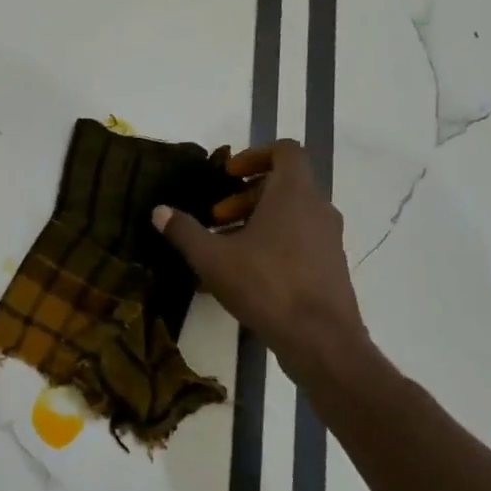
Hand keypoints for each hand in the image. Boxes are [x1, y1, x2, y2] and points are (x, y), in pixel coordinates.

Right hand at [153, 141, 374, 387]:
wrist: (319, 338)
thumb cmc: (265, 285)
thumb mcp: (212, 258)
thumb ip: (184, 231)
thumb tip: (159, 211)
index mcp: (294, 193)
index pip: (285, 151)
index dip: (254, 155)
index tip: (228, 176)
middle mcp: (318, 208)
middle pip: (284, 185)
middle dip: (246, 196)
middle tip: (216, 217)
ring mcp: (329, 239)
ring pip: (292, 215)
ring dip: (258, 221)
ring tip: (226, 247)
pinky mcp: (331, 266)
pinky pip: (300, 240)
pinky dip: (274, 243)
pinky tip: (246, 274)